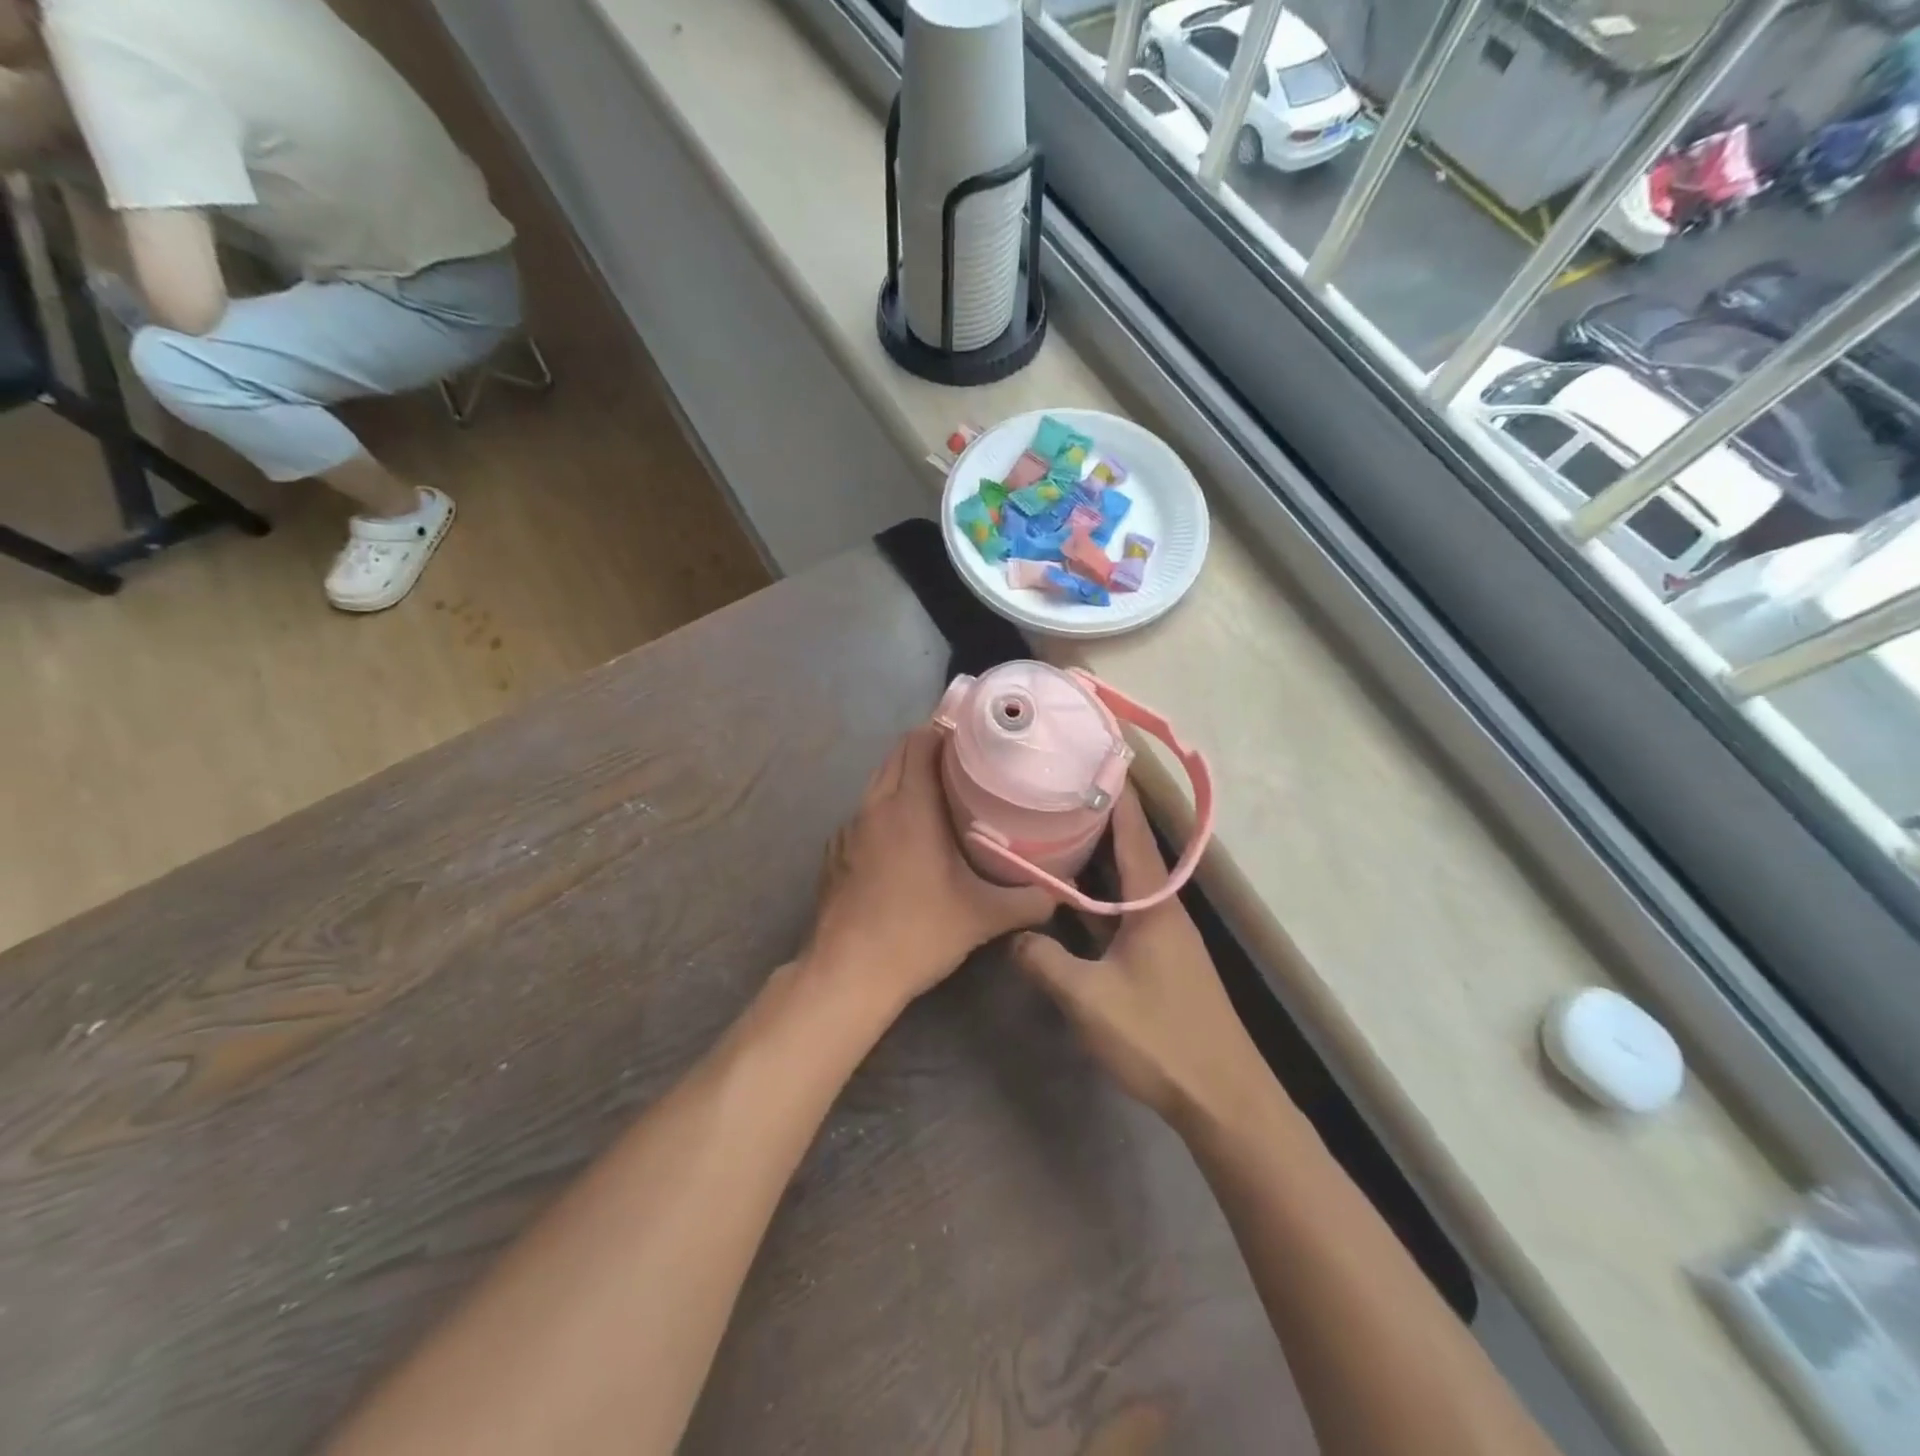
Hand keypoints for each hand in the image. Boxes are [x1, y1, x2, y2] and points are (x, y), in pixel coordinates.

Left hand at [806, 724, 1056, 1011]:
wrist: (848, 974)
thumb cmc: (918, 932)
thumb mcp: (982, 917)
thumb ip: (1028, 900)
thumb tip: (1063, 892)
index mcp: (909, 806)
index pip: (920, 742)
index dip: (944, 729)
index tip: (973, 735)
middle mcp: (874, 806)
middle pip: (897, 755)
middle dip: (927, 749)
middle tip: (966, 762)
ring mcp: (848, 829)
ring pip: (878, 784)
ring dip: (905, 778)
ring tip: (940, 795)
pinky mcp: (835, 853)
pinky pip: (864, 813)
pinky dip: (886, 809)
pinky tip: (904, 838)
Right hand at [1013, 789, 1272, 1128]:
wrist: (1222, 1096)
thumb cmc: (1159, 1038)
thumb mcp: (1089, 999)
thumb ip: (1045, 961)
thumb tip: (1016, 935)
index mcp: (1154, 904)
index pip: (1133, 833)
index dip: (1115, 794)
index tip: (1093, 758)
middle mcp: (1164, 908)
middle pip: (1130, 849)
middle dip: (1099, 816)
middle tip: (1058, 789)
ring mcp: (1166, 934)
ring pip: (1128, 879)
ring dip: (1100, 854)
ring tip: (1060, 829)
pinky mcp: (1163, 957)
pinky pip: (1127, 907)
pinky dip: (1102, 890)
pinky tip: (1075, 896)